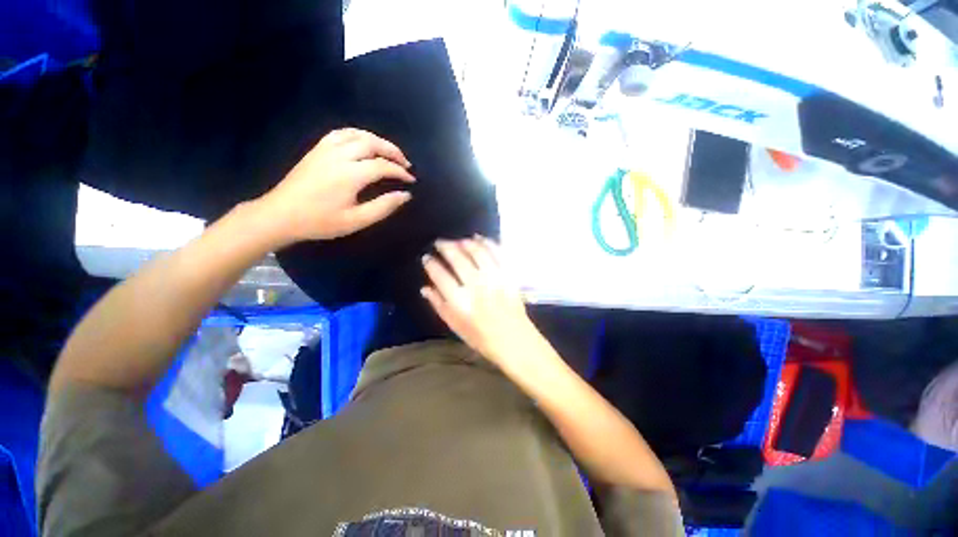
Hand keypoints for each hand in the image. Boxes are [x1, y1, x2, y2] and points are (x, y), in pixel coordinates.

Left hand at [258, 128, 414, 244]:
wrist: (281, 215)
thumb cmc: (320, 222)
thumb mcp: (357, 220)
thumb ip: (383, 207)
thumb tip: (405, 195)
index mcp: (350, 175)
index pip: (383, 166)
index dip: (400, 172)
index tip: (411, 180)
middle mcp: (339, 155)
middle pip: (372, 143)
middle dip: (393, 151)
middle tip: (406, 163)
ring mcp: (326, 149)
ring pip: (357, 134)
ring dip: (377, 140)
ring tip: (389, 152)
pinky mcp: (317, 149)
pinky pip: (341, 133)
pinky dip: (358, 135)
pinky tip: (364, 143)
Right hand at [421, 237, 536, 364]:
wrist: (515, 341)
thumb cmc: (482, 338)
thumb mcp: (455, 327)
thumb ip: (439, 306)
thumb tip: (424, 288)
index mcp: (460, 302)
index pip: (440, 276)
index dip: (431, 264)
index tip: (427, 257)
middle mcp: (476, 286)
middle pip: (458, 259)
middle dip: (445, 247)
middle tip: (439, 242)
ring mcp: (494, 279)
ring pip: (477, 252)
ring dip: (465, 242)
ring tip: (458, 241)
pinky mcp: (508, 275)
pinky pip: (497, 253)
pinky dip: (487, 243)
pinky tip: (479, 239)